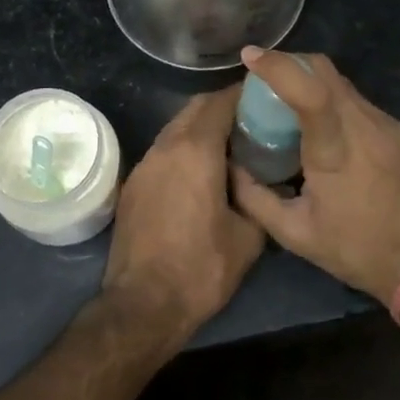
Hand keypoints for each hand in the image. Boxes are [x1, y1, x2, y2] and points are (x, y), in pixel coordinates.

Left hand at [100, 85, 265, 343]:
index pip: (221, 102)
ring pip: (176, 128)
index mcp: (196, 150)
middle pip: (195, 108)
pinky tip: (201, 170)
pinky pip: (164, 151)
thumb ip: (258, 197)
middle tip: (252, 119)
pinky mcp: (133, 184)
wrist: (142, 305)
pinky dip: (184, 148)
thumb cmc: (201, 269)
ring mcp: (145, 164)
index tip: (265, 96)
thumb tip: (263, 182)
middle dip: (223, 106)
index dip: (244, 94)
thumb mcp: (248, 236)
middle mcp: (166, 146)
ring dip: (201, 127)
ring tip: (229, 144)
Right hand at [230, 49, 399, 306]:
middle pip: (325, 70)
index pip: (310, 91)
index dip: (279, 66)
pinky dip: (332, 100)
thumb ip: (255, 197)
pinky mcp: (398, 131)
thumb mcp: (295, 234)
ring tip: (288, 104)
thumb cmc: (356, 250)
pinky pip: (357, 101)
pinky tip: (322, 127)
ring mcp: (386, 124)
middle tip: (263, 79)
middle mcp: (365, 126)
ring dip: (311, 81)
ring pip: (341, 82)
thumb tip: (231, 167)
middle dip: (290, 63)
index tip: (250, 56)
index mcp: (336, 150)